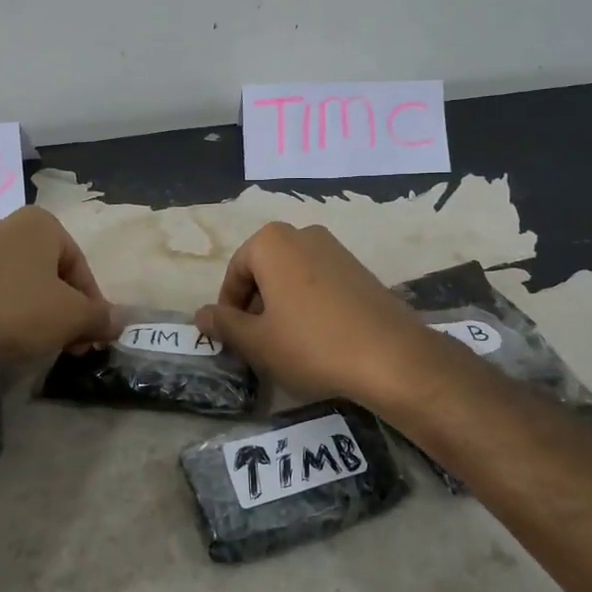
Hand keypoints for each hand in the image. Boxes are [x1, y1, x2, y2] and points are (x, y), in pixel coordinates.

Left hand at [0, 207, 113, 365]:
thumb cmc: (15, 309)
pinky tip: (3, 339)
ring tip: (37, 346)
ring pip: (22, 284)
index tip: (91, 338)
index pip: (81, 268)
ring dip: (37, 314)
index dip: (92, 306)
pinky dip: (5, 313)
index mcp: (42, 224)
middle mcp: (9, 226)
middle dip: (65, 311)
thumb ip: (100, 317)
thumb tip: (118, 322)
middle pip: (51, 275)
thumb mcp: (71, 317)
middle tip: (69, 346)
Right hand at [195, 223, 439, 409]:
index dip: (229, 308)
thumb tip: (199, 315)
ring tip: (286, 344)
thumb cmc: (311, 344)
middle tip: (257, 343)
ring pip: (292, 277)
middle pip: (264, 271)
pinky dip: (309, 305)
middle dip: (255, 305)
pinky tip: (317, 338)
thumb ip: (224, 324)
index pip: (235, 273)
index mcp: (272, 242)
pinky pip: (319, 282)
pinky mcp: (360, 269)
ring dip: (281, 306)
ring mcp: (336, 249)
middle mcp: (303, 234)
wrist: (391, 357)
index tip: (233, 339)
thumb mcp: (257, 341)